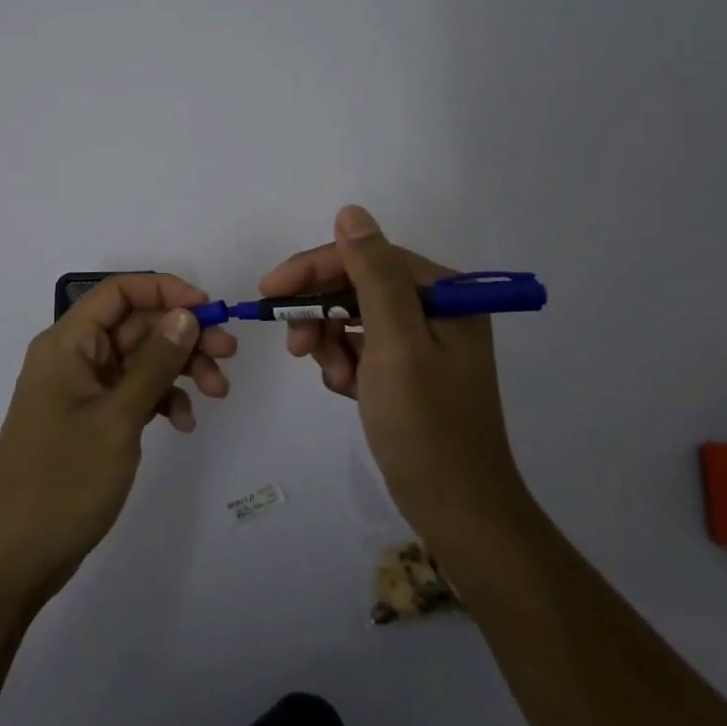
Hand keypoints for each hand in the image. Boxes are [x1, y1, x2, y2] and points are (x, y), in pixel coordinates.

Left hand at [0, 274, 236, 602]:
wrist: (14, 558)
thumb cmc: (63, 480)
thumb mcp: (118, 418)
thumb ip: (155, 362)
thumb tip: (186, 314)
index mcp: (67, 343)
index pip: (119, 292)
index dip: (165, 291)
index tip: (209, 309)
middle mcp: (74, 357)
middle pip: (136, 325)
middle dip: (183, 335)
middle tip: (228, 355)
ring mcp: (82, 390)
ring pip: (140, 359)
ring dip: (179, 369)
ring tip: (217, 392)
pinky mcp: (91, 419)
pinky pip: (133, 392)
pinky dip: (160, 400)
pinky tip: (183, 422)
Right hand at [260, 205, 517, 538]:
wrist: (458, 512)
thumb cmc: (425, 426)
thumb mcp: (395, 345)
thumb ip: (374, 275)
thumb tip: (351, 213)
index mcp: (444, 293)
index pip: (365, 258)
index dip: (313, 269)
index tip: (267, 291)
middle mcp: (437, 307)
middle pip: (357, 286)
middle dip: (320, 312)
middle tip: (296, 347)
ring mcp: (424, 339)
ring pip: (354, 316)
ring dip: (331, 341)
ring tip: (332, 378)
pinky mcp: (411, 368)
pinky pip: (362, 346)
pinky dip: (345, 362)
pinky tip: (345, 389)